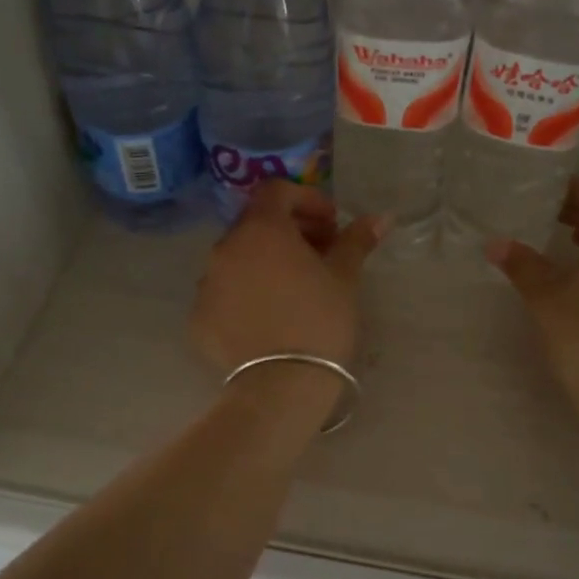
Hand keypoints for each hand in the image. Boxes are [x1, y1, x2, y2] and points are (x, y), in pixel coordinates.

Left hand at [191, 182, 387, 373]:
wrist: (281, 386)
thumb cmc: (320, 320)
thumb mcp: (344, 277)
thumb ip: (356, 241)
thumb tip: (381, 217)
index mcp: (261, 229)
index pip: (277, 192)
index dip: (307, 200)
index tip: (330, 225)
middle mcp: (225, 248)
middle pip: (256, 225)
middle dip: (289, 232)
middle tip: (319, 255)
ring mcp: (206, 283)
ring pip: (238, 259)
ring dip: (265, 262)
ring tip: (294, 289)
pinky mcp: (198, 317)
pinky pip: (224, 293)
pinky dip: (246, 294)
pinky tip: (269, 318)